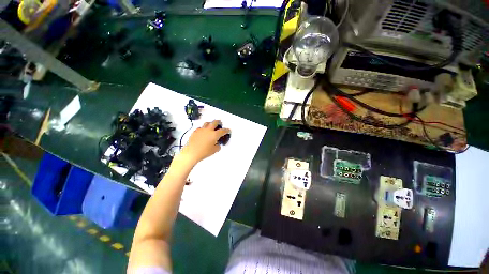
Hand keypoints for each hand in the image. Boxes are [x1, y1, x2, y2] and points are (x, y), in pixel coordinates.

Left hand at [178, 120, 229, 164]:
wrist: (191, 153)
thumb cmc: (204, 152)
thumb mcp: (214, 150)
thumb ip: (217, 146)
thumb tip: (217, 144)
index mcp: (214, 134)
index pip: (223, 131)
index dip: (227, 130)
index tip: (228, 130)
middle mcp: (208, 130)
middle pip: (215, 122)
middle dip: (219, 122)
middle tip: (220, 123)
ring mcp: (201, 130)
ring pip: (207, 123)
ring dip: (210, 123)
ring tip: (211, 126)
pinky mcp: (195, 131)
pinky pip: (200, 127)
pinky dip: (203, 128)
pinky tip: (203, 132)